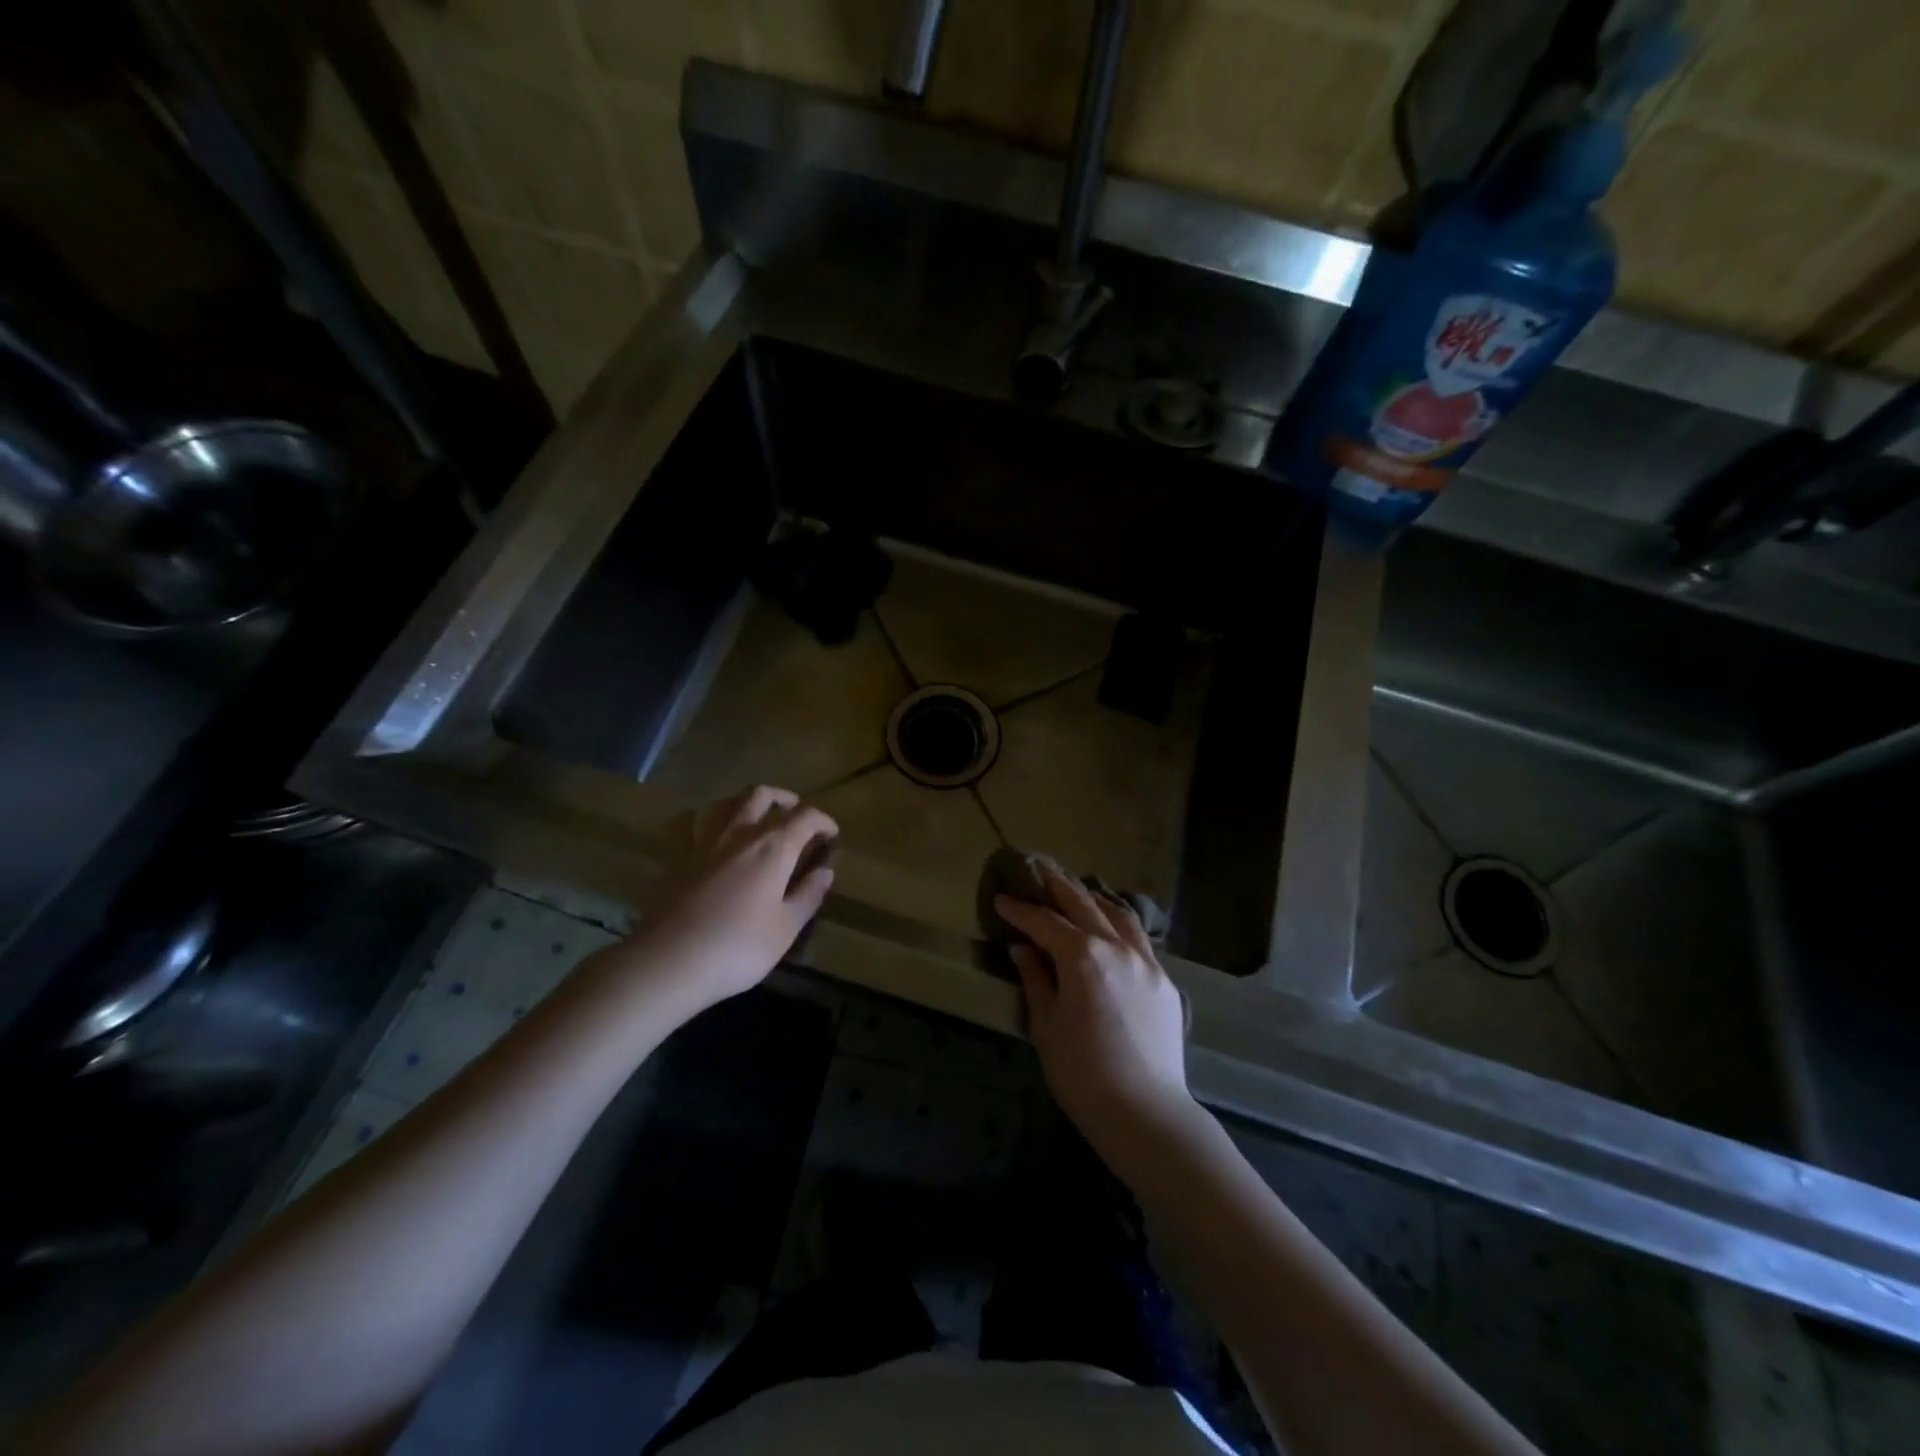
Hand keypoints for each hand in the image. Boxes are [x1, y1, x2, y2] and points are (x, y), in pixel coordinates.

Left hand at [639, 786, 837, 1015]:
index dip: (823, 821)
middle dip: (784, 799)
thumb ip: (808, 895)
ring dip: (745, 802)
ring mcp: (704, 842)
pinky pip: (691, 823)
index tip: (831, 834)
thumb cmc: (738, 947)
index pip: (806, 817)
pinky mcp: (678, 857)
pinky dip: (706, 819)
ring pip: (726, 802)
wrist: (670, 961)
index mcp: (773, 848)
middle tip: (795, 813)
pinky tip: (710, 831)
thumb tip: (825, 871)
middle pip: (762, 795)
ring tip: (756, 816)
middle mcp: (740, 834)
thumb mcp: (786, 928)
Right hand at [995, 866, 1192, 1155]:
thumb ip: (1035, 979)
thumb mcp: (1046, 1026)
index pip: (1044, 922)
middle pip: (1083, 904)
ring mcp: (1146, 961)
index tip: (1001, 900)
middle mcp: (1116, 947)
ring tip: (1077, 893)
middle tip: (1038, 872)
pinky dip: (1119, 924)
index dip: (1020, 910)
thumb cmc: (1082, 1073)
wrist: (1146, 1113)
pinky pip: (1139, 939)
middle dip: (1057, 886)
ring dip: (1093, 899)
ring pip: (1118, 914)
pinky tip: (1111, 930)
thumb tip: (1023, 948)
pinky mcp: (1164, 981)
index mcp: (1082, 956)